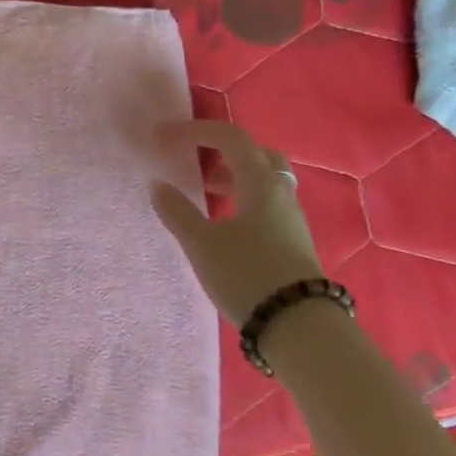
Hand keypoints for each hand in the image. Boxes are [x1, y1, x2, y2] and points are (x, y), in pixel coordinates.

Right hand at [153, 121, 324, 324]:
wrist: (297, 324)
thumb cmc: (246, 275)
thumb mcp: (202, 244)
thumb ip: (177, 212)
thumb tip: (158, 185)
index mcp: (260, 183)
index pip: (230, 138)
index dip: (195, 131)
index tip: (163, 136)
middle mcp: (280, 192)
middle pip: (255, 153)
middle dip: (222, 149)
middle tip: (194, 159)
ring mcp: (290, 216)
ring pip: (263, 178)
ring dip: (232, 174)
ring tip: (203, 191)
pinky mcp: (291, 238)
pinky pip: (265, 201)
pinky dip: (242, 197)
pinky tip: (223, 222)